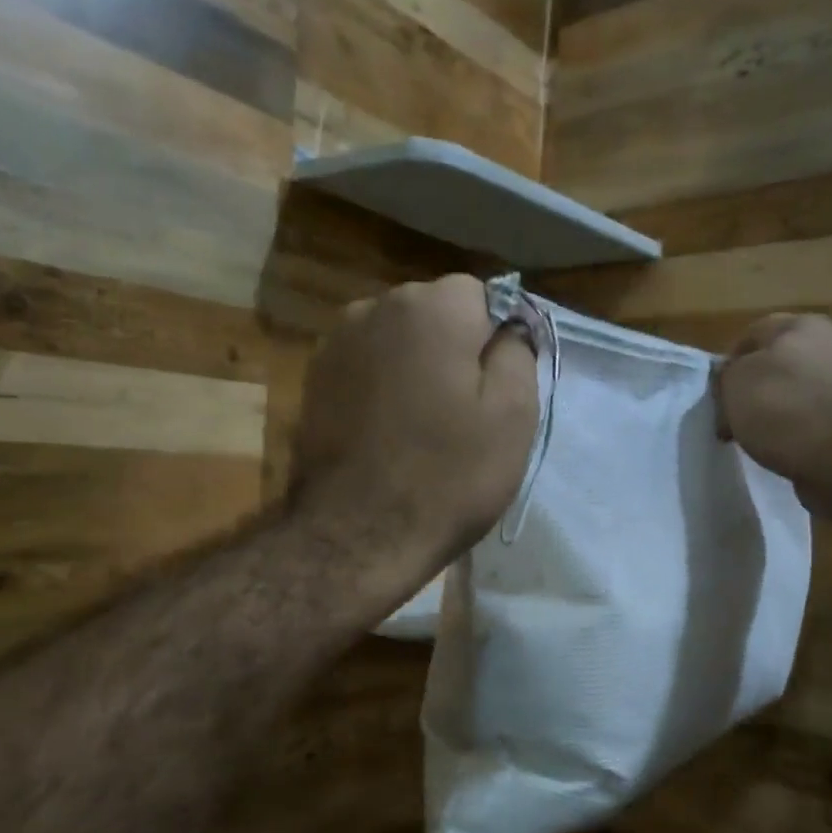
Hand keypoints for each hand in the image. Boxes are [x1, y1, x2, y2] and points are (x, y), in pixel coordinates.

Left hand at [290, 274, 538, 576]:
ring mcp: (336, 343)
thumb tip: (507, 330)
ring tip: (420, 426)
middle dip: (452, 350)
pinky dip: (381, 388)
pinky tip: (385, 433)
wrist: (358, 536)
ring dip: (414, 368)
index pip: (481, 296)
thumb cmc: (448, 476)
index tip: (493, 391)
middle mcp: (376, 306)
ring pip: (397, 341)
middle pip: (433, 314)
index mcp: (432, 306)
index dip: (493, 342)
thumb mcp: (514, 415)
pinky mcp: (313, 379)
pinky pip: (366, 367)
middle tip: (462, 414)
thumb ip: (518, 353)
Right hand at [716, 314, 831, 507]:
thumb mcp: (734, 385)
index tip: (719, 394)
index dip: (730, 363)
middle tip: (740, 413)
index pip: (752, 333)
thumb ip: (729, 373)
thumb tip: (733, 377)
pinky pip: (821, 410)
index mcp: (801, 324)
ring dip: (784, 403)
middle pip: (782, 358)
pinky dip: (805, 422)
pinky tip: (791, 442)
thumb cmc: (783, 410)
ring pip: (803, 384)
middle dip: (760, 383)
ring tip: (764, 432)